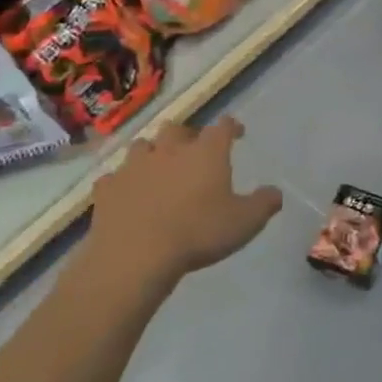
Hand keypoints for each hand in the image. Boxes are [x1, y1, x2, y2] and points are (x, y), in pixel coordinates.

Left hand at [80, 117, 282, 305]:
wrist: (135, 256)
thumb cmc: (198, 233)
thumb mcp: (245, 222)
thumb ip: (264, 203)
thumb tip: (275, 192)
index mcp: (206, 152)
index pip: (223, 126)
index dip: (232, 127)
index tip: (238, 134)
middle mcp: (170, 150)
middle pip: (177, 128)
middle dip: (187, 135)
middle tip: (194, 151)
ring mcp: (134, 167)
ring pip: (142, 146)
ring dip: (152, 153)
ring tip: (159, 168)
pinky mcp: (106, 189)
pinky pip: (114, 177)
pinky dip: (123, 182)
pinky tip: (128, 194)